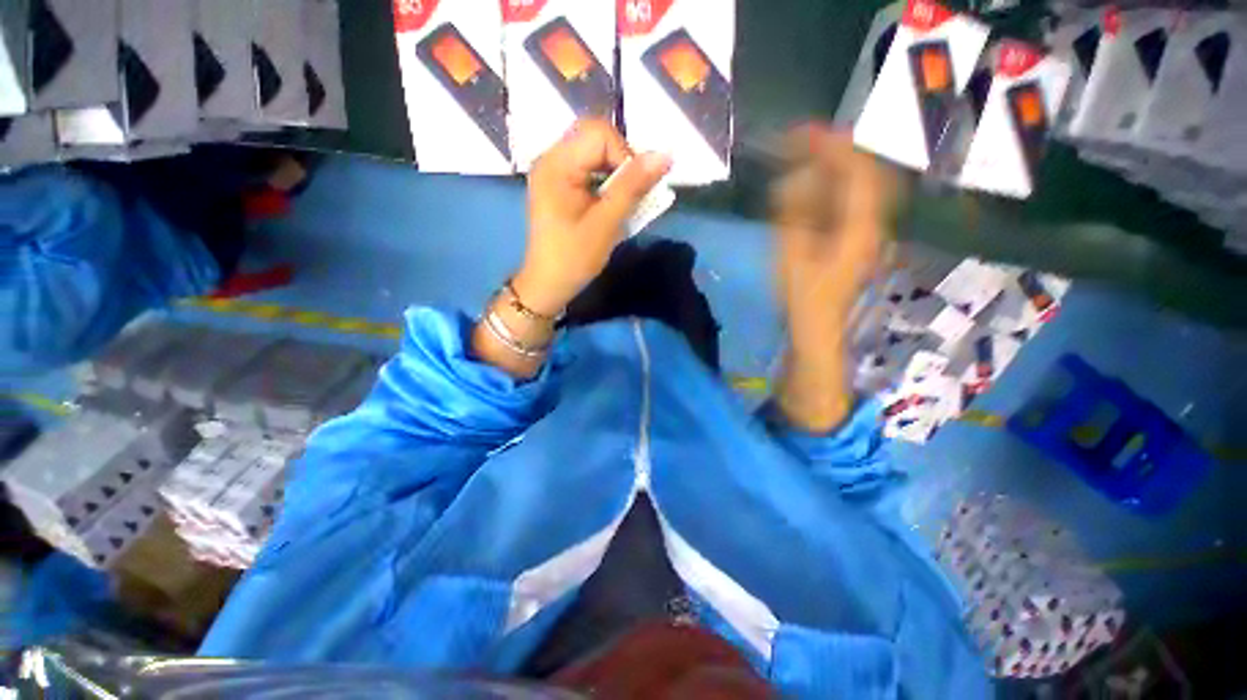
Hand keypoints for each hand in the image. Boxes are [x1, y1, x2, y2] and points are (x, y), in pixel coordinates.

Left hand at [513, 119, 671, 315]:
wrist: (549, 284)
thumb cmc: (574, 258)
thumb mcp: (606, 223)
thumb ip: (633, 187)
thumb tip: (665, 155)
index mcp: (556, 165)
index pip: (599, 134)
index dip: (625, 156)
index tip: (635, 190)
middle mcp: (551, 159)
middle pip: (596, 138)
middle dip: (622, 162)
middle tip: (631, 194)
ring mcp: (554, 172)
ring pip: (595, 153)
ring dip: (616, 174)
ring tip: (621, 202)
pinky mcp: (559, 185)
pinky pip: (588, 169)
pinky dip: (606, 182)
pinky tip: (610, 204)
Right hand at [772, 125, 897, 343]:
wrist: (817, 327)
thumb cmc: (803, 297)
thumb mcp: (792, 256)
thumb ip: (793, 215)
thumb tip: (792, 180)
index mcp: (860, 227)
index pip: (857, 172)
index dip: (832, 147)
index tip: (804, 132)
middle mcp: (872, 223)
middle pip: (866, 173)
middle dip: (837, 151)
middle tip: (806, 140)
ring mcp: (867, 231)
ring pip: (861, 186)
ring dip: (837, 167)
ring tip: (808, 155)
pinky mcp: (857, 239)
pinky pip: (852, 202)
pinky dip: (834, 186)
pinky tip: (815, 185)